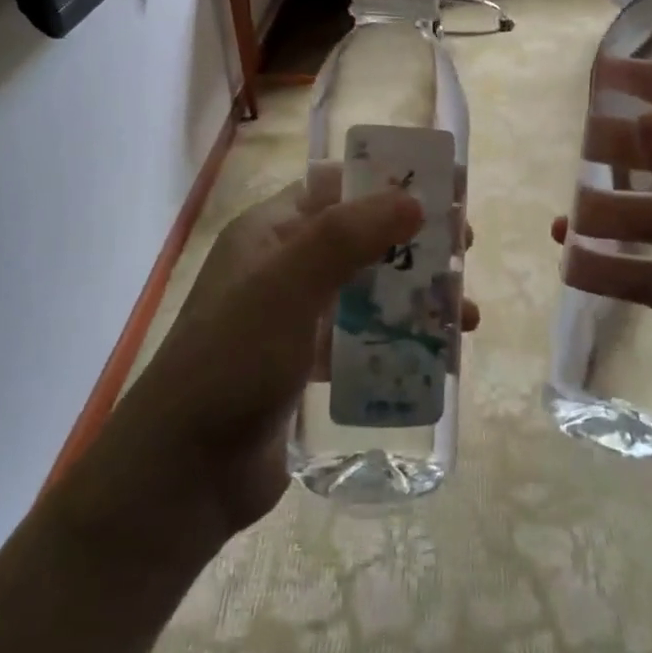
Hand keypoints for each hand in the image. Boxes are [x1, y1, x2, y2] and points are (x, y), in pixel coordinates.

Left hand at [86, 182, 479, 544]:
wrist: (186, 470)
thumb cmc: (234, 360)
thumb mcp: (288, 286)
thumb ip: (348, 236)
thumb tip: (412, 200)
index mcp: (268, 233)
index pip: (334, 187)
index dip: (387, 182)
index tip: (442, 190)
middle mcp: (281, 268)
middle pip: (360, 239)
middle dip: (414, 243)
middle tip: (465, 251)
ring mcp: (292, 319)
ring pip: (366, 292)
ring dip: (415, 297)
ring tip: (465, 316)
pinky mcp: (304, 366)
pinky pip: (361, 340)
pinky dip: (396, 341)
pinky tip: (435, 358)